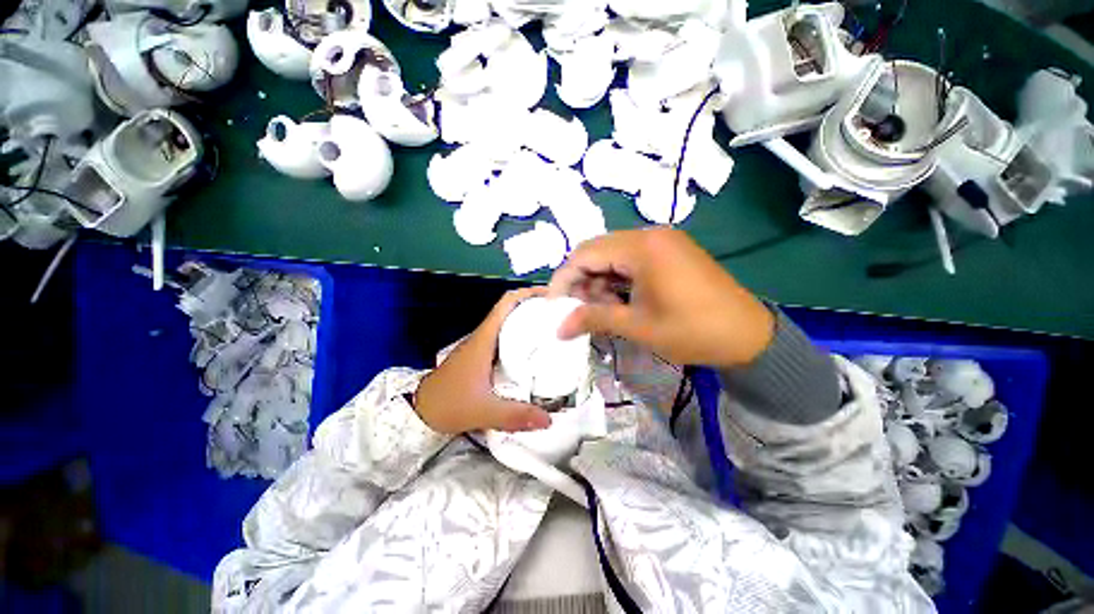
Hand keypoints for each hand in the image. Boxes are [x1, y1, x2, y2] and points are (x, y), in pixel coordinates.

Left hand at [415, 287, 553, 433]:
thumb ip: (514, 416)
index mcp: (484, 339)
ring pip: (508, 324)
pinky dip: (521, 337)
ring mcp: (482, 345)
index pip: (506, 304)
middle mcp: (484, 337)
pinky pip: (505, 338)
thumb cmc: (449, 404)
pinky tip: (535, 352)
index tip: (551, 295)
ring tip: (553, 330)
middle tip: (560, 316)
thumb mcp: (483, 411)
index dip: (527, 294)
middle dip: (535, 307)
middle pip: (511, 310)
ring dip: (529, 321)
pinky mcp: (481, 356)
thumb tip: (548, 419)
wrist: (419, 412)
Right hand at [548, 228, 773, 368]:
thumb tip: (557, 329)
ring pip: (613, 256)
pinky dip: (618, 279)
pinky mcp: (670, 252)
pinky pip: (631, 260)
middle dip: (581, 281)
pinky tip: (619, 300)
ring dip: (600, 281)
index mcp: (642, 247)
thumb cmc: (691, 331)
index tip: (553, 304)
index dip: (564, 278)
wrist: (749, 336)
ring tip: (601, 309)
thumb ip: (593, 319)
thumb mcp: (637, 326)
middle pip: (597, 251)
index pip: (585, 254)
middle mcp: (650, 235)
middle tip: (578, 310)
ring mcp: (662, 241)